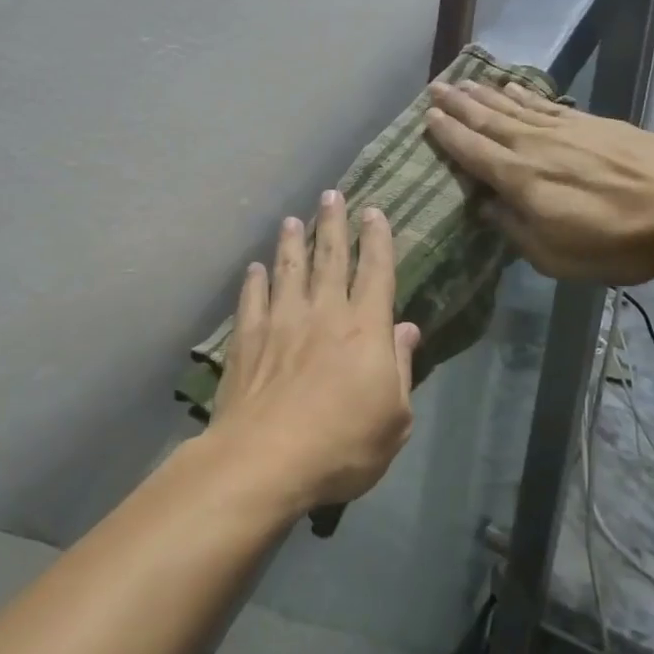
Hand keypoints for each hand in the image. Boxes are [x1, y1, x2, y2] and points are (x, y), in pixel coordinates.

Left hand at [207, 190, 420, 508]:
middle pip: (330, 258)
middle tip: (331, 194)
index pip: (375, 272)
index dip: (377, 240)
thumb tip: (407, 329)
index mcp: (364, 329)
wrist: (266, 459)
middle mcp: (322, 313)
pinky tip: (254, 268)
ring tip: (293, 219)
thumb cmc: (343, 445)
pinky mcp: (247, 339)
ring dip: (292, 242)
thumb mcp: (394, 418)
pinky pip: (251, 299)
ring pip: (288, 269)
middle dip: (333, 224)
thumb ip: (401, 368)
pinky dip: (254, 281)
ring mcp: (280, 322)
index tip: (374, 211)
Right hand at [424, 82, 653, 284]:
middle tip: (436, 88)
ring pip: (515, 106)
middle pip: (488, 120)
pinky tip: (514, 87)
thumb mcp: (554, 256)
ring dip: (486, 95)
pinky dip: (526, 94)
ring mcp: (565, 129)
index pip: (473, 151)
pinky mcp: (592, 123)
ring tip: (465, 82)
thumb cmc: (615, 242)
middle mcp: (535, 146)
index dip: (448, 135)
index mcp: (520, 179)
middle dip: (459, 105)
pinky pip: (546, 104)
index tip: (428, 117)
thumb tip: (488, 205)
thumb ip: (514, 229)